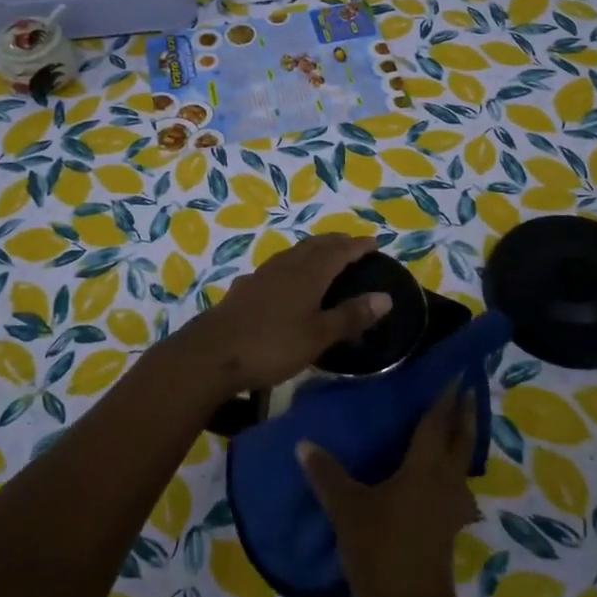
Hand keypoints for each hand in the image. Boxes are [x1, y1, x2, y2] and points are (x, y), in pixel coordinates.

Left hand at [172, 234, 391, 395]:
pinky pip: (275, 268)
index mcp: (307, 274)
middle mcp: (284, 267)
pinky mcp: (243, 290)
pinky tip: (284, 280)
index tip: (373, 242)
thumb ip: (350, 316)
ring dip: (311, 251)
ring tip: (322, 257)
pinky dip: (290, 266)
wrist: (211, 355)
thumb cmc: (271, 345)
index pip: (338, 252)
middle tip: (351, 245)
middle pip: (313, 246)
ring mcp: (260, 276)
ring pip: (292, 254)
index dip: (357, 246)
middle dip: (334, 242)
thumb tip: (385, 297)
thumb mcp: (318, 336)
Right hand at [299, 382, 478, 596]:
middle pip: (460, 441)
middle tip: (466, 392)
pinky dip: (450, 477)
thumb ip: (327, 475)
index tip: (457, 374)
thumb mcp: (347, 509)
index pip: (437, 423)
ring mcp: (450, 509)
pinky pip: (454, 491)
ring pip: (462, 467)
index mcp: (424, 468)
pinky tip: (438, 486)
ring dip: (462, 445)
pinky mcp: (447, 532)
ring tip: (453, 432)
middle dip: (464, 415)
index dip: (445, 397)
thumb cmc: (382, 549)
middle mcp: (445, 482)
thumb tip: (304, 443)